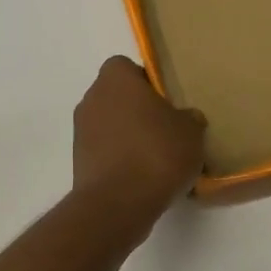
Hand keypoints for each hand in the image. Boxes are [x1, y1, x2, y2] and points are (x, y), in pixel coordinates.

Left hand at [72, 56, 206, 231]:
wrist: (118, 203)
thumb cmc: (157, 153)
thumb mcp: (191, 131)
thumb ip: (188, 118)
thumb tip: (185, 118)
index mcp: (115, 79)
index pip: (127, 67)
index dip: (147, 81)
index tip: (166, 101)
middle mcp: (91, 98)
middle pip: (117, 96)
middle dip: (137, 109)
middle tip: (165, 129)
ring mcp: (80, 131)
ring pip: (109, 124)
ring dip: (127, 135)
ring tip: (156, 157)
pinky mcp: (78, 161)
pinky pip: (104, 150)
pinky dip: (119, 158)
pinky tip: (142, 176)